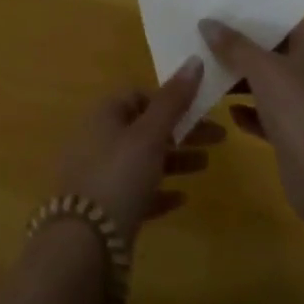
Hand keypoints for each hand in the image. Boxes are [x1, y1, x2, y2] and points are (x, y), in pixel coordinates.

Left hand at [54, 57, 225, 241]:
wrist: (85, 244)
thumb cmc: (119, 175)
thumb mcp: (150, 134)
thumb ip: (173, 100)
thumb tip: (194, 59)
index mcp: (103, 114)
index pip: (137, 95)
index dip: (168, 99)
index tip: (198, 109)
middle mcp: (97, 139)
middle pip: (144, 127)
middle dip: (180, 131)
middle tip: (218, 139)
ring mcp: (98, 175)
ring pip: (142, 159)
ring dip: (174, 160)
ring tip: (206, 166)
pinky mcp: (104, 209)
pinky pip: (136, 192)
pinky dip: (158, 191)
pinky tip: (181, 199)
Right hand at [200, 20, 303, 223]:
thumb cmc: (298, 109)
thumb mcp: (262, 68)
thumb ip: (233, 44)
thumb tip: (207, 22)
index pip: (283, 22)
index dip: (254, 14)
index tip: (222, 7)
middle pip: (273, 52)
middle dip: (241, 47)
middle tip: (206, 37)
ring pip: (268, 85)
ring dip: (241, 81)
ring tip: (207, 71)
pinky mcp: (296, 135)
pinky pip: (267, 116)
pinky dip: (249, 113)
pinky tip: (229, 113)